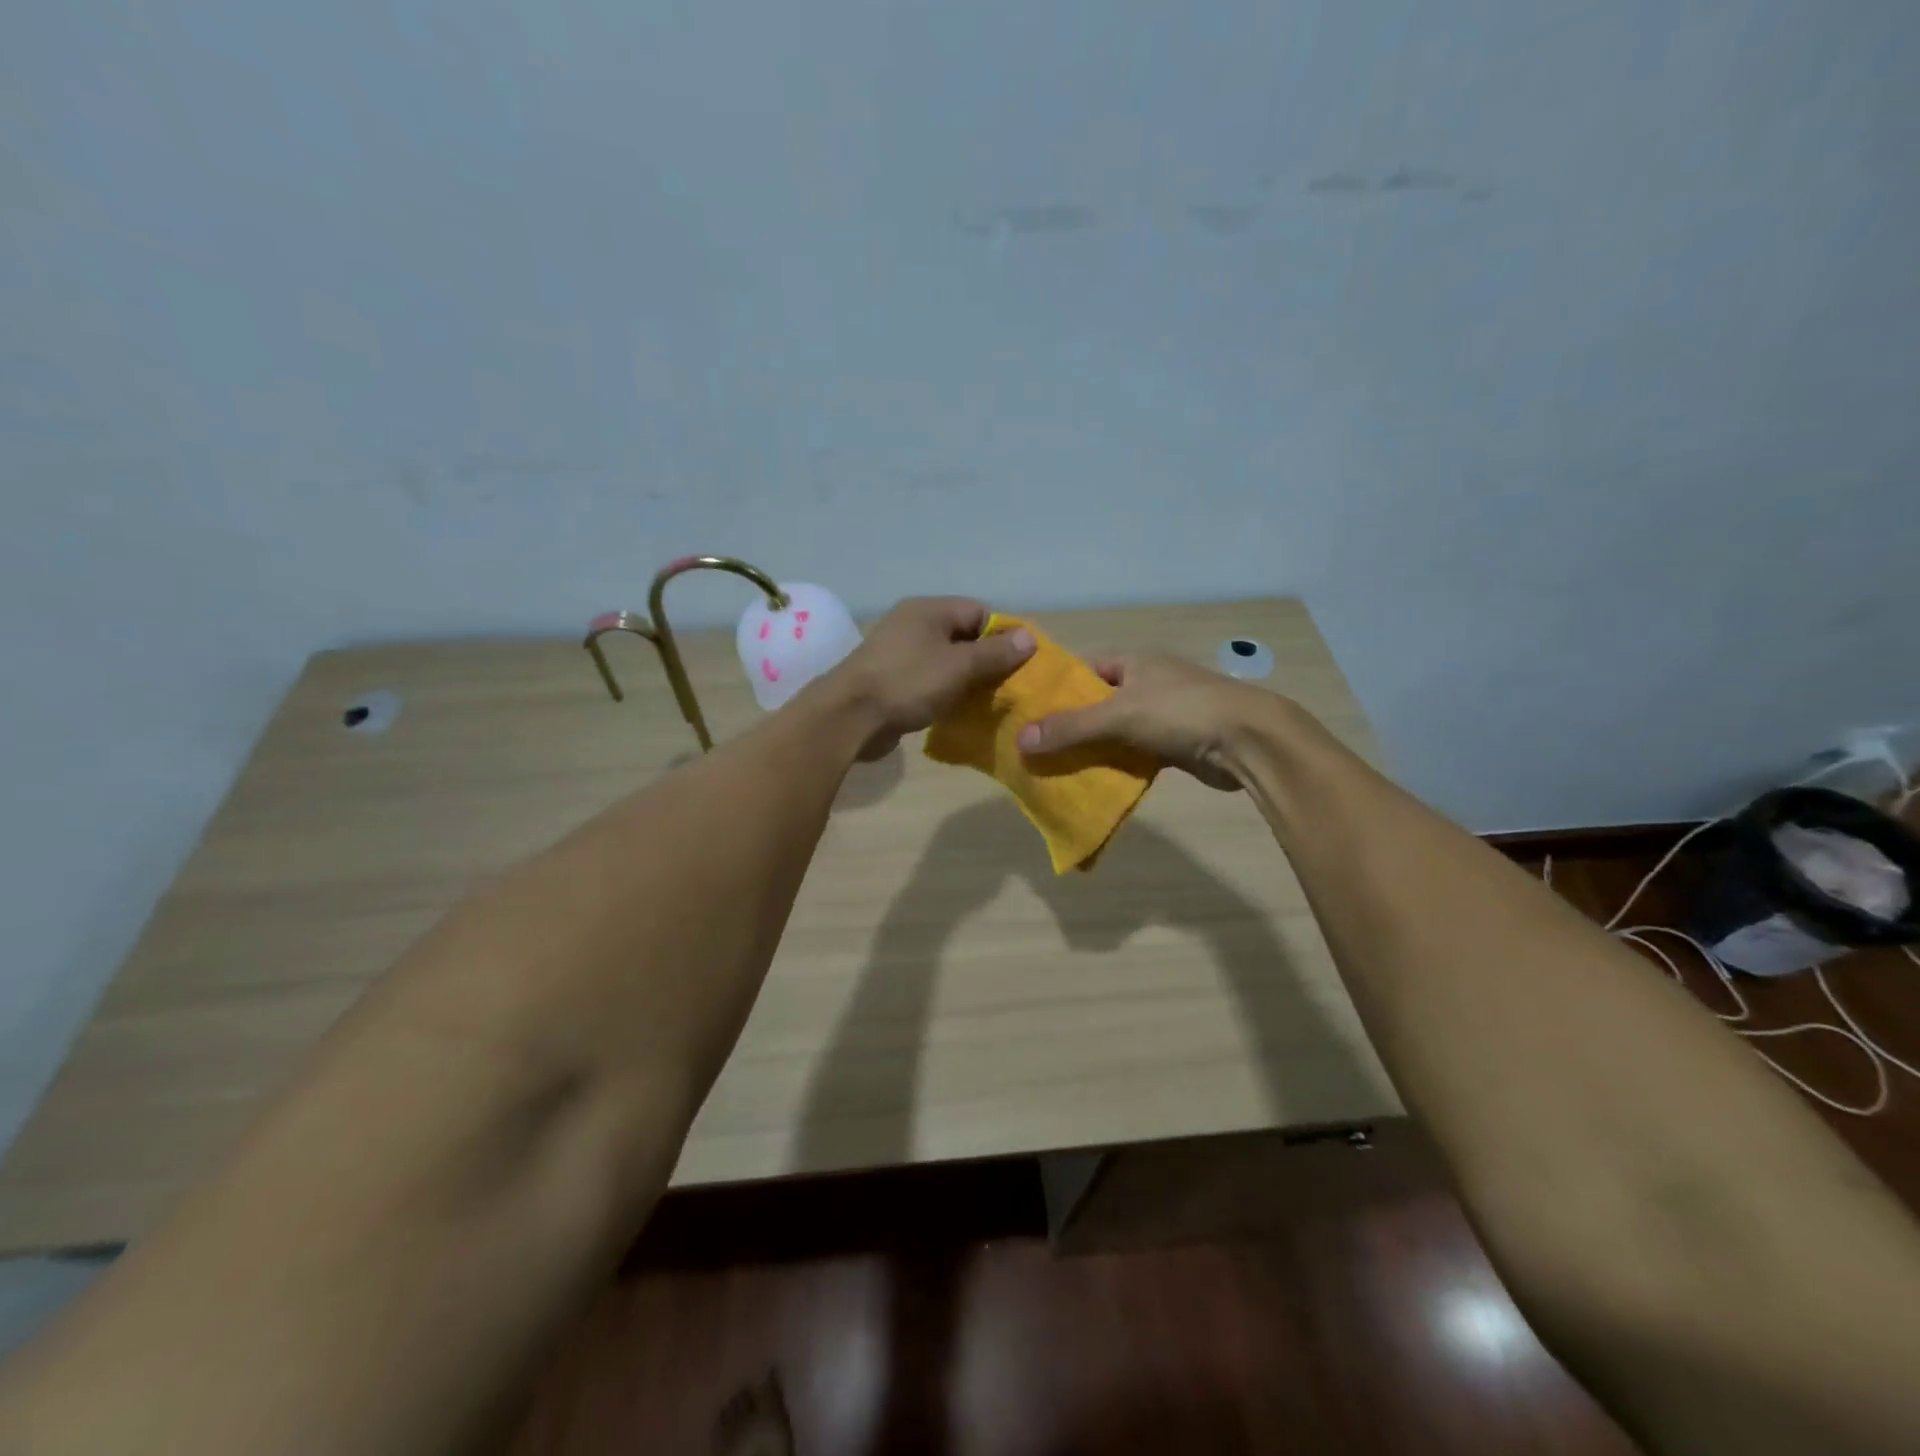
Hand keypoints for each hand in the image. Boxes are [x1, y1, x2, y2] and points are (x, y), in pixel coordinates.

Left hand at [829, 598, 1035, 757]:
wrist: (850, 717)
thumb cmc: (908, 683)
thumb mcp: (959, 666)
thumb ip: (995, 653)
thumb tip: (1029, 637)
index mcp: (928, 610)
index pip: (979, 611)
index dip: (1003, 635)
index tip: (1020, 663)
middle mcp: (913, 625)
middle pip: (963, 636)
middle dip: (987, 660)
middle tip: (1008, 686)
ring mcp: (900, 653)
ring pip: (946, 661)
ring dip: (967, 680)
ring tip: (988, 701)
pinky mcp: (892, 680)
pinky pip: (929, 680)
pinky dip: (946, 692)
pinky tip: (959, 710)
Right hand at [1016, 654, 1263, 789]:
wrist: (1247, 740)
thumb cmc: (1180, 711)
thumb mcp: (1118, 714)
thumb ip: (1070, 727)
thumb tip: (1020, 740)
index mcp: (1132, 662)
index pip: (1083, 669)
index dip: (1056, 688)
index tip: (1026, 711)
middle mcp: (1144, 683)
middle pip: (1095, 703)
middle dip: (1068, 724)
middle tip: (1033, 747)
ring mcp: (1160, 714)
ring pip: (1113, 731)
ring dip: (1090, 748)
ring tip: (1053, 767)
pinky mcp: (1172, 744)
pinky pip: (1132, 752)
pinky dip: (1114, 764)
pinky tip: (1091, 780)